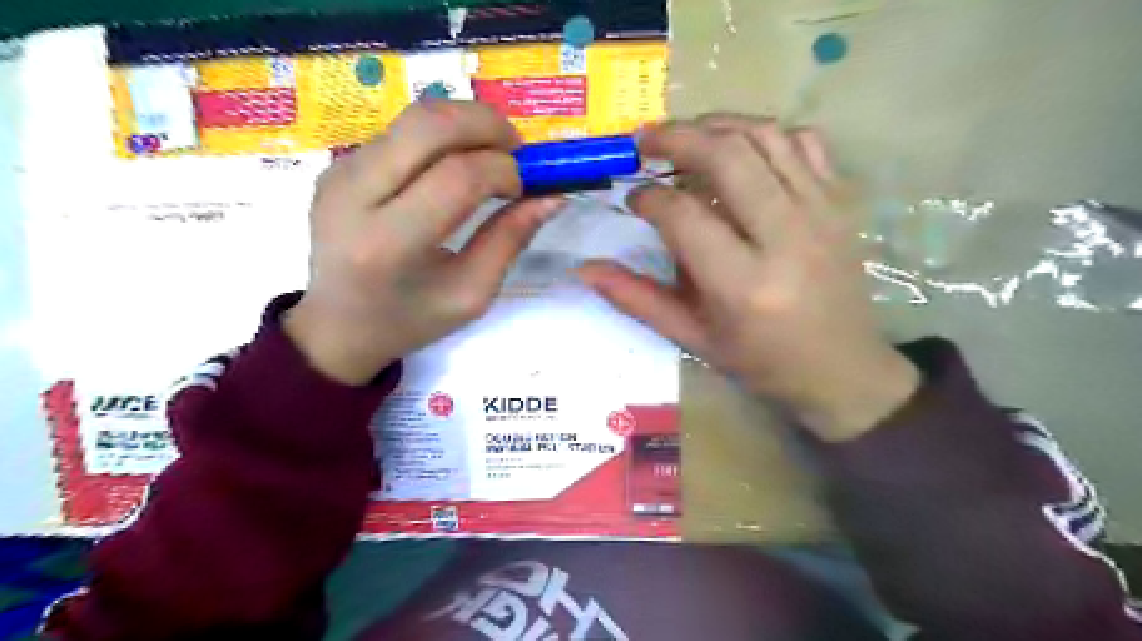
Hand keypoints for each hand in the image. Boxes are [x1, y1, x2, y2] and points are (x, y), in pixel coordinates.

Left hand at [286, 101, 560, 382]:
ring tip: (491, 156)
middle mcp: (355, 195)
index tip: (525, 188)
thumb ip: (511, 240)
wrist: (336, 326)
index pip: (458, 177)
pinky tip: (456, 166)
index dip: (503, 170)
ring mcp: (339, 173)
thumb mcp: (472, 294)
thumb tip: (552, 197)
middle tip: (517, 149)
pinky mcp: (337, 164)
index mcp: (389, 243)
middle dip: (487, 124)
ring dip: (465, 125)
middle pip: (430, 125)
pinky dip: (441, 137)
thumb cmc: (410, 321)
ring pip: (415, 118)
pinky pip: (400, 131)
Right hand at [580, 115, 915, 439]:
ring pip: (765, 137)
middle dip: (676, 137)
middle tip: (644, 140)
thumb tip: (585, 269)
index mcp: (743, 285)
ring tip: (685, 134)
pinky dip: (765, 133)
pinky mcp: (841, 202)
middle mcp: (785, 239)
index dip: (648, 198)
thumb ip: (637, 299)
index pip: (683, 216)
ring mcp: (821, 213)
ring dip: (717, 124)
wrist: (842, 368)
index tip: (633, 199)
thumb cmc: (761, 361)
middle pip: (726, 157)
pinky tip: (741, 147)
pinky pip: (804, 142)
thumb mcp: (692, 337)